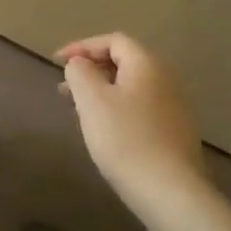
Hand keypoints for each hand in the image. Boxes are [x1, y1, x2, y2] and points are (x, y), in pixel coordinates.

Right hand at [54, 33, 207, 219]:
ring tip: (77, 110)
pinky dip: (116, 108)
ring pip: (130, 87)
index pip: (113, 40)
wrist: (169, 190)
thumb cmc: (125, 139)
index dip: (82, 46)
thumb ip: (80, 73)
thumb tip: (79, 63)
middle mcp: (165, 79)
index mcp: (146, 65)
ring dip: (101, 91)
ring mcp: (173, 106)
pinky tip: (103, 130)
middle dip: (90, 70)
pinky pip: (139, 107)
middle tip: (63, 88)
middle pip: (124, 62)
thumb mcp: (92, 101)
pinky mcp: (174, 131)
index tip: (56, 63)